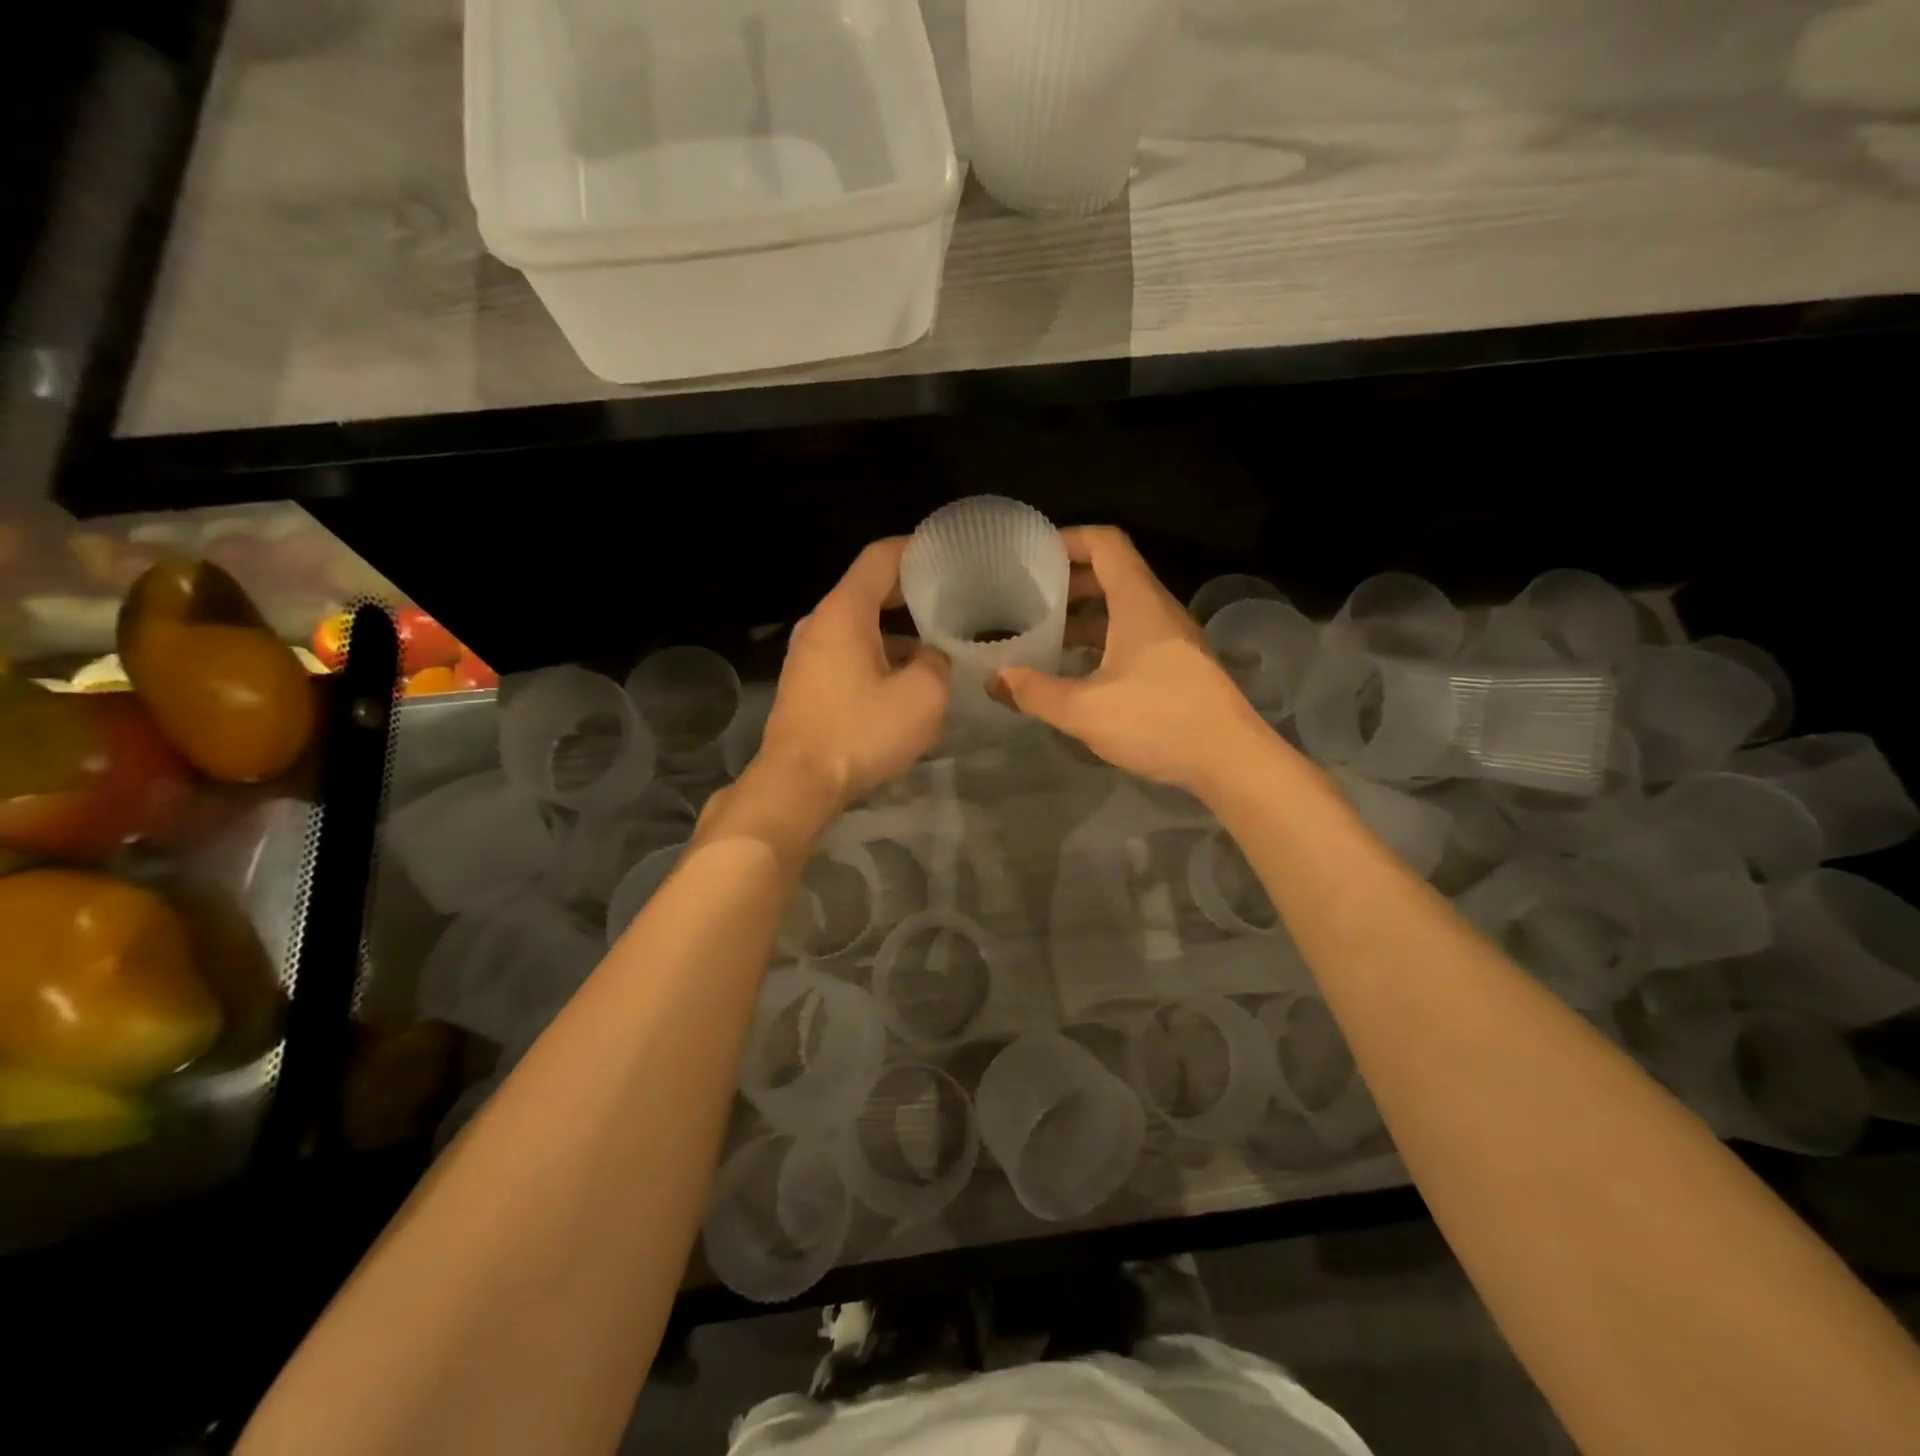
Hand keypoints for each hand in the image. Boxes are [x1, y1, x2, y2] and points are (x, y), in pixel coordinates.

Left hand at [754, 538, 950, 809]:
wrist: (798, 784)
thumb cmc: (860, 732)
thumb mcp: (923, 696)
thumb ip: (937, 663)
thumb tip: (929, 657)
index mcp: (844, 612)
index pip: (880, 558)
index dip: (915, 549)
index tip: (946, 553)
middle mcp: (819, 623)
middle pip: (868, 591)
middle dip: (910, 594)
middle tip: (952, 601)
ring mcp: (807, 655)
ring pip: (860, 628)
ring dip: (896, 633)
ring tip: (936, 647)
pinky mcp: (806, 684)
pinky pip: (848, 655)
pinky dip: (878, 656)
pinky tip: (904, 682)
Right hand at [991, 527, 1272, 795]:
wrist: (1231, 760)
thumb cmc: (1158, 722)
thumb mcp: (1084, 710)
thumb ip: (1035, 692)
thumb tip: (994, 680)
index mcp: (1139, 602)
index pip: (1106, 543)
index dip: (1068, 539)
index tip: (1032, 556)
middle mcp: (1158, 610)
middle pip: (1112, 573)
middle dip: (1068, 580)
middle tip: (1028, 597)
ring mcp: (1172, 638)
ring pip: (1122, 608)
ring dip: (1084, 615)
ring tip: (1045, 635)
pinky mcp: (1178, 665)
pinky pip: (1133, 635)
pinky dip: (1101, 640)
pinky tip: (1078, 670)